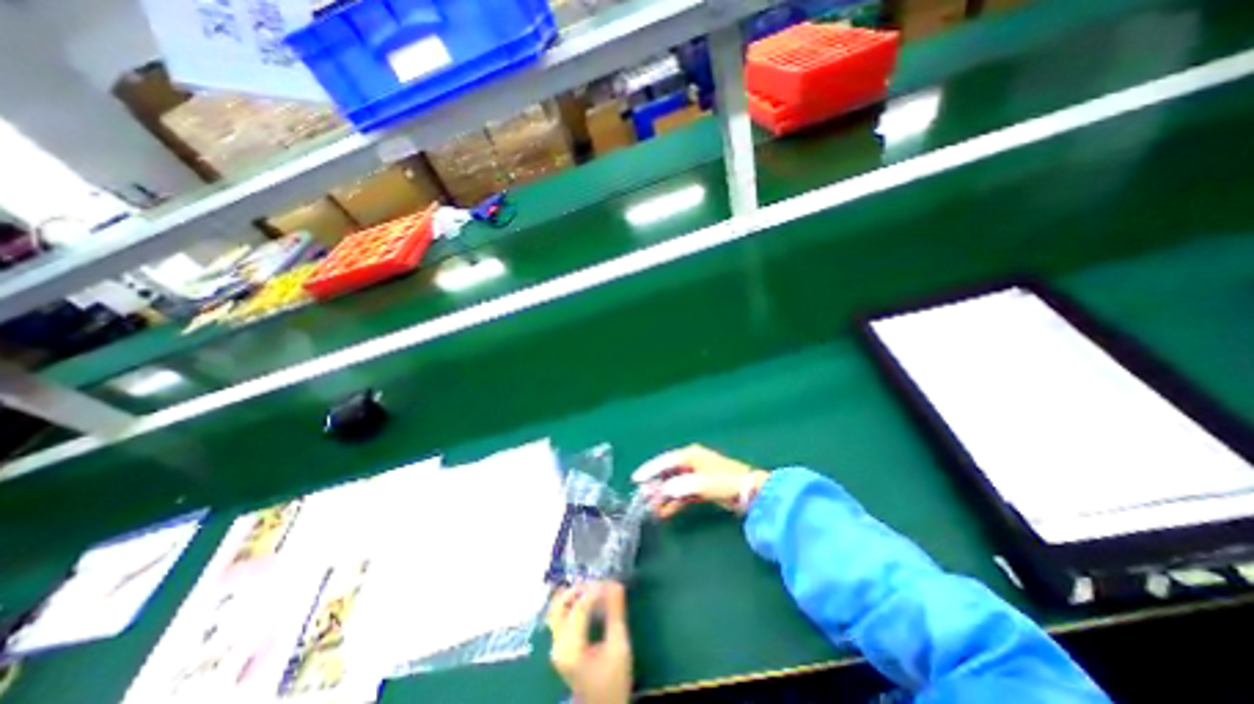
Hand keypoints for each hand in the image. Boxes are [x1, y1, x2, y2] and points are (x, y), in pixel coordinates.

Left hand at [547, 580, 630, 703]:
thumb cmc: (614, 681)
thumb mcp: (619, 647)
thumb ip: (616, 613)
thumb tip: (616, 583)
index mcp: (571, 648)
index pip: (579, 607)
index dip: (595, 590)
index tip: (611, 582)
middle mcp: (557, 644)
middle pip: (561, 604)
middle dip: (581, 589)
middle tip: (601, 584)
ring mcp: (555, 645)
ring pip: (558, 608)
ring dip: (575, 594)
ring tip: (595, 589)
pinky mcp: (559, 645)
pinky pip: (561, 615)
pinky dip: (573, 603)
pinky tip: (588, 601)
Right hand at [633, 445, 770, 515]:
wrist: (752, 493)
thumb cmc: (727, 482)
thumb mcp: (703, 483)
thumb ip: (681, 486)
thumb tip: (663, 490)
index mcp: (691, 455)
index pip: (665, 461)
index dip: (650, 469)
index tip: (635, 479)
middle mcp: (691, 462)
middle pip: (667, 473)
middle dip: (655, 485)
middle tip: (644, 498)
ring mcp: (696, 476)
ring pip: (674, 485)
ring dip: (663, 496)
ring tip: (652, 508)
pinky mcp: (701, 489)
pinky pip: (682, 494)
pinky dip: (673, 502)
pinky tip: (665, 512)